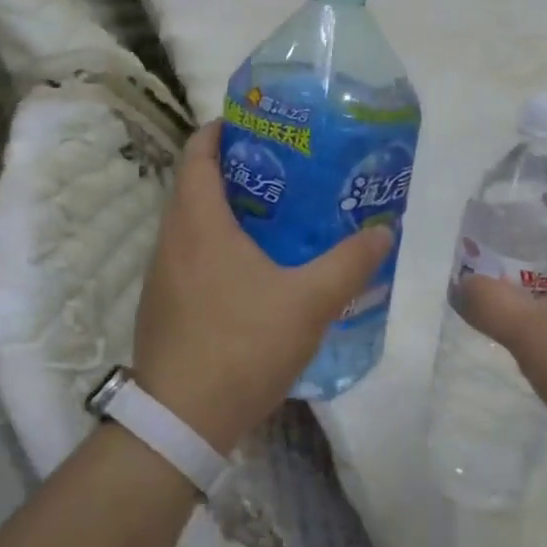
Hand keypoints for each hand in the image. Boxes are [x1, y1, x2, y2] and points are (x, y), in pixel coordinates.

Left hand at [132, 121, 393, 451]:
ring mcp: (163, 274)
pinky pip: (194, 255)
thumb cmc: (242, 345)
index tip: (265, 125)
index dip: (225, 128)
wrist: (182, 421)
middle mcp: (171, 238)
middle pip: (199, 183)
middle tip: (292, 170)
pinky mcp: (166, 304)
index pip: (199, 150)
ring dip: (233, 211)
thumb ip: (349, 263)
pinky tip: (260, 269)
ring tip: (284, 214)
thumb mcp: (309, 302)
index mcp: (197, 221)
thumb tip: (383, 232)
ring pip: (196, 222)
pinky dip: (223, 245)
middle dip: (242, 169)